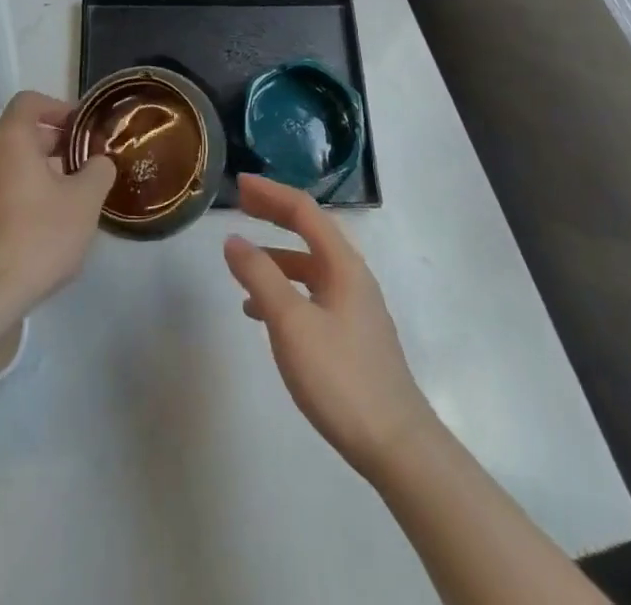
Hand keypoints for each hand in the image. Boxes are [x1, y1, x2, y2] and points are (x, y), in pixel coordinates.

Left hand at [0, 91, 115, 313]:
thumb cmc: (38, 236)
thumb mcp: (85, 201)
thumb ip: (98, 171)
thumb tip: (98, 162)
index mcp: (9, 138)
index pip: (30, 102)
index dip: (59, 108)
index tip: (81, 129)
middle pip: (19, 132)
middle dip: (53, 143)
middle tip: (82, 166)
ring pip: (6, 162)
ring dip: (36, 169)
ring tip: (65, 197)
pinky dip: (18, 191)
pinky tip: (40, 223)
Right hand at [225, 175, 436, 478]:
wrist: (397, 447)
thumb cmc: (341, 377)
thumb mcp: (291, 323)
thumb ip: (260, 277)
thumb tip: (233, 240)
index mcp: (342, 264)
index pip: (303, 211)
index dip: (270, 193)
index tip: (238, 184)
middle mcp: (352, 276)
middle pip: (309, 232)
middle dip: (274, 215)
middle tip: (240, 205)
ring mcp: (354, 307)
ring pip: (309, 266)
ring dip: (276, 256)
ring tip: (242, 265)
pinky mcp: (351, 336)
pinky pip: (312, 295)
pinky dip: (284, 290)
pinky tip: (262, 314)